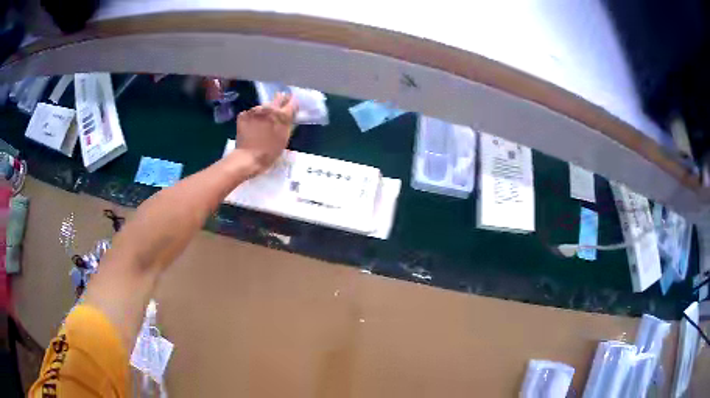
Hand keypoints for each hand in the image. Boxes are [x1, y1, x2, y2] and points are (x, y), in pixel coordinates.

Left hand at [236, 92, 297, 174]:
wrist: (249, 157)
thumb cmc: (270, 152)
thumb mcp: (285, 137)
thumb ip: (288, 123)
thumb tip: (289, 114)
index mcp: (282, 115)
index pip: (291, 102)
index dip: (292, 103)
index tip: (291, 105)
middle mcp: (269, 108)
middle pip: (278, 98)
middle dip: (280, 100)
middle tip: (279, 105)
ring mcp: (255, 110)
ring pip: (263, 107)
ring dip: (264, 111)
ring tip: (262, 122)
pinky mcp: (244, 114)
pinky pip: (251, 113)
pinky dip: (252, 118)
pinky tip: (251, 126)